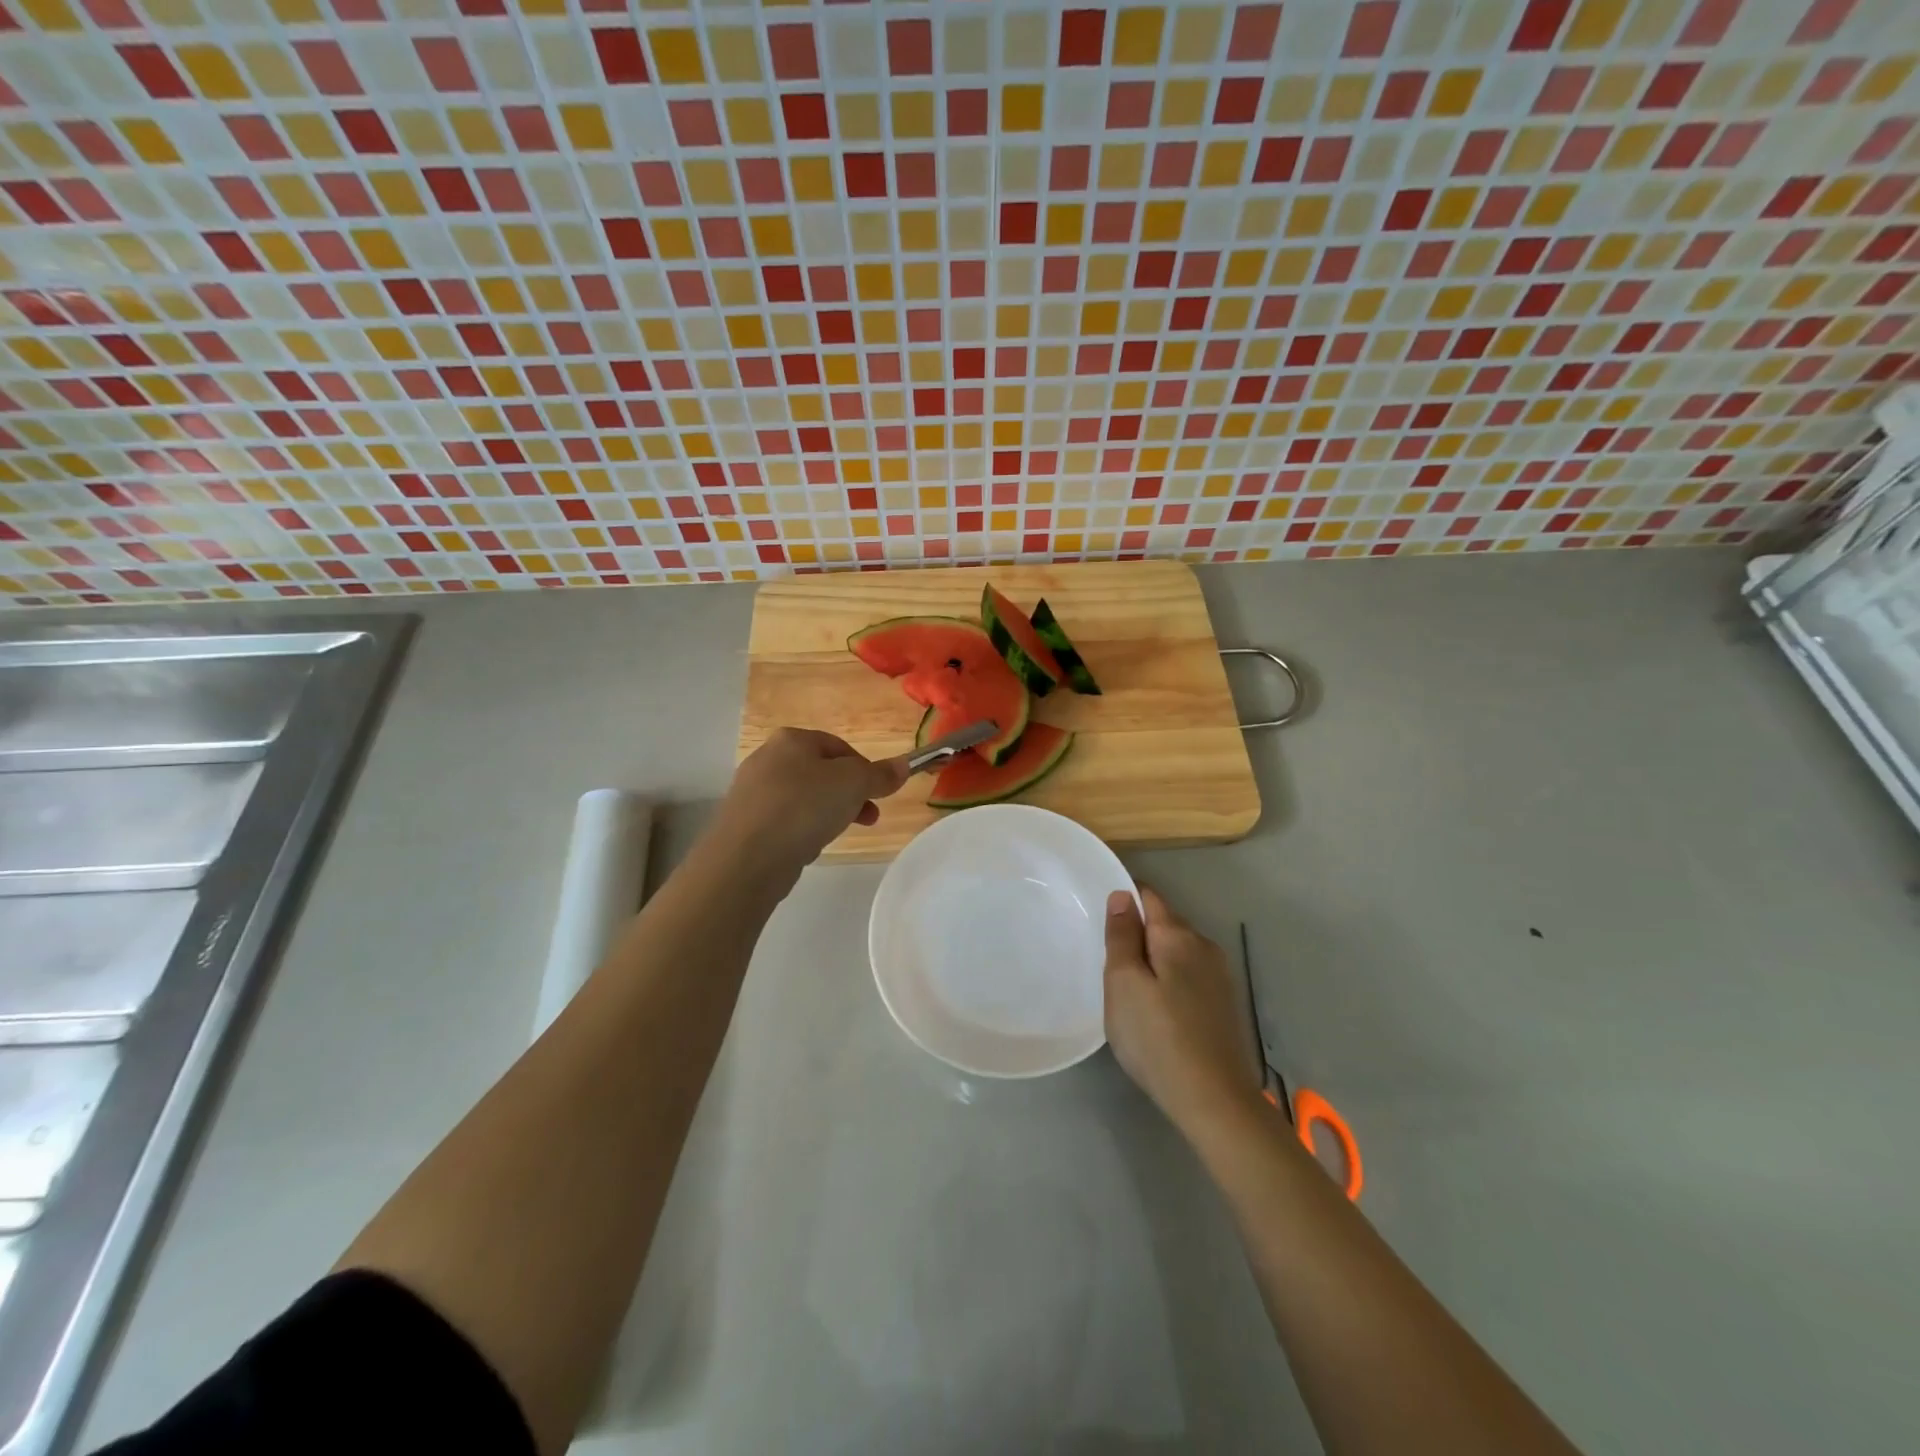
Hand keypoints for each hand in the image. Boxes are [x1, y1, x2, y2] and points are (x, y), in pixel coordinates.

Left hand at [715, 728, 909, 872]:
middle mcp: (767, 758)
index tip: (878, 795)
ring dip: (827, 813)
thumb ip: (880, 774)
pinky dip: (801, 830)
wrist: (747, 857)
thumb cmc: (804, 807)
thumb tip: (903, 765)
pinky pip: (785, 821)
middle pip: (821, 773)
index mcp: (792, 739)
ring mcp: (752, 792)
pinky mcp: (745, 823)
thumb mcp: (853, 785)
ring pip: (804, 798)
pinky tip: (808, 847)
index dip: (865, 770)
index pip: (840, 747)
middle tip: (867, 817)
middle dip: (849, 795)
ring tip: (838, 834)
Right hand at [1104, 886, 1262, 1134]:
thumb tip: (1123, 896)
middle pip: (1165, 923)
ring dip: (1153, 958)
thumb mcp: (1123, 984)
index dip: (1124, 897)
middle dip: (1137, 931)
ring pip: (1177, 951)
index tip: (1099, 913)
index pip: (1149, 896)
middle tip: (1107, 958)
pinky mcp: (1224, 1005)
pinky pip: (1188, 976)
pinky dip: (1169, 980)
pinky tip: (1156, 1008)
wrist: (1214, 1101)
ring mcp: (1220, 977)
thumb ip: (1121, 936)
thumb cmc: (1157, 1038)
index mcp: (1178, 936)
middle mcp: (1205, 947)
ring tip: (1128, 986)